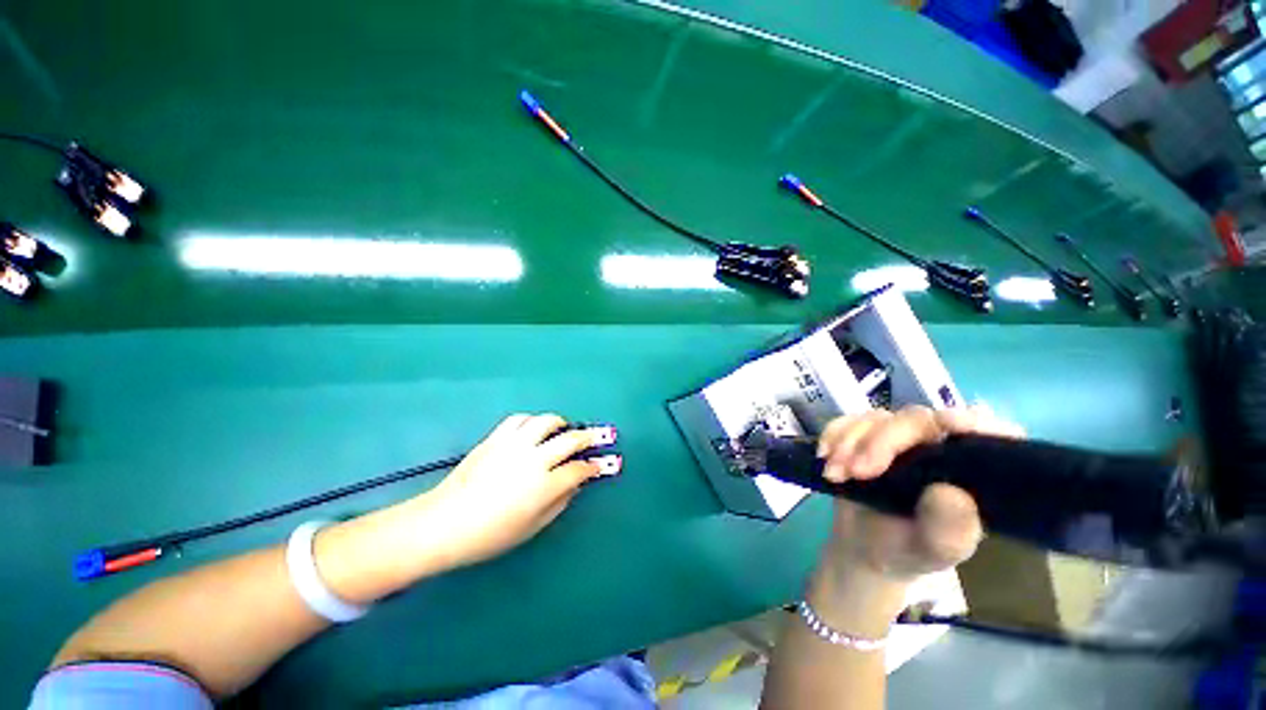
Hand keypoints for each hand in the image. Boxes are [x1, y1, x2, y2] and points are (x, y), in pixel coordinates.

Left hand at [423, 413, 620, 566]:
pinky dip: (532, 421)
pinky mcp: (496, 438)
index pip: (579, 469)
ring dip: (560, 423)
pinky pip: (519, 419)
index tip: (602, 464)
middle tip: (598, 436)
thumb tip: (576, 483)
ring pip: (546, 422)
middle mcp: (534, 459)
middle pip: (570, 440)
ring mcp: (514, 445)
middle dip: (588, 437)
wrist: (444, 523)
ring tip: (564, 428)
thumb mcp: (532, 527)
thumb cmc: (490, 535)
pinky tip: (534, 428)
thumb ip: (560, 502)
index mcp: (545, 486)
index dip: (594, 466)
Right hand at [817, 405, 1023, 581]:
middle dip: (880, 442)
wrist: (861, 546)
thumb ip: (949, 529)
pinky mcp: (865, 435)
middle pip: (915, 420)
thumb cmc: (906, 551)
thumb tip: (949, 491)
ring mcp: (898, 438)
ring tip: (834, 473)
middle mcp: (937, 445)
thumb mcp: (933, 551)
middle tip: (856, 471)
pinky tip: (824, 456)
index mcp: (969, 472)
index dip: (976, 421)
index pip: (988, 434)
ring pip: (877, 418)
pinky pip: (848, 420)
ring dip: (848, 441)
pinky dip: (833, 433)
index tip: (947, 424)